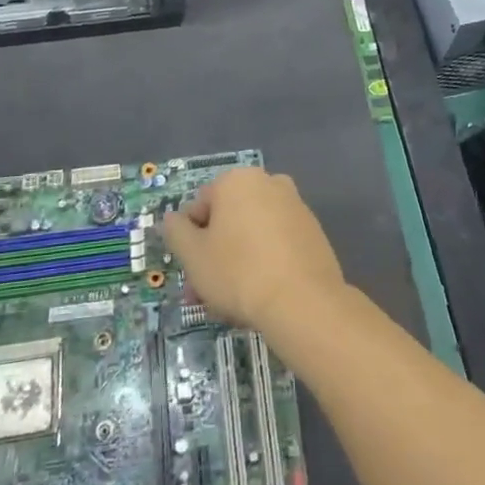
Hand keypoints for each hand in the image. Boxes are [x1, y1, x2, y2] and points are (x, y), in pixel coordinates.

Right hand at [161, 167, 345, 333]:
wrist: (303, 301)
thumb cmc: (238, 272)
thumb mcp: (193, 255)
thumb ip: (176, 231)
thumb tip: (172, 218)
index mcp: (238, 180)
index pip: (200, 205)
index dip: (190, 240)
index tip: (190, 272)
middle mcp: (269, 183)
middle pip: (228, 221)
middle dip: (212, 256)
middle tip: (203, 294)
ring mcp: (295, 206)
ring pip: (252, 234)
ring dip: (236, 262)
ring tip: (229, 304)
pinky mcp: (313, 231)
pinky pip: (277, 244)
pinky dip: (265, 263)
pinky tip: (260, 295)